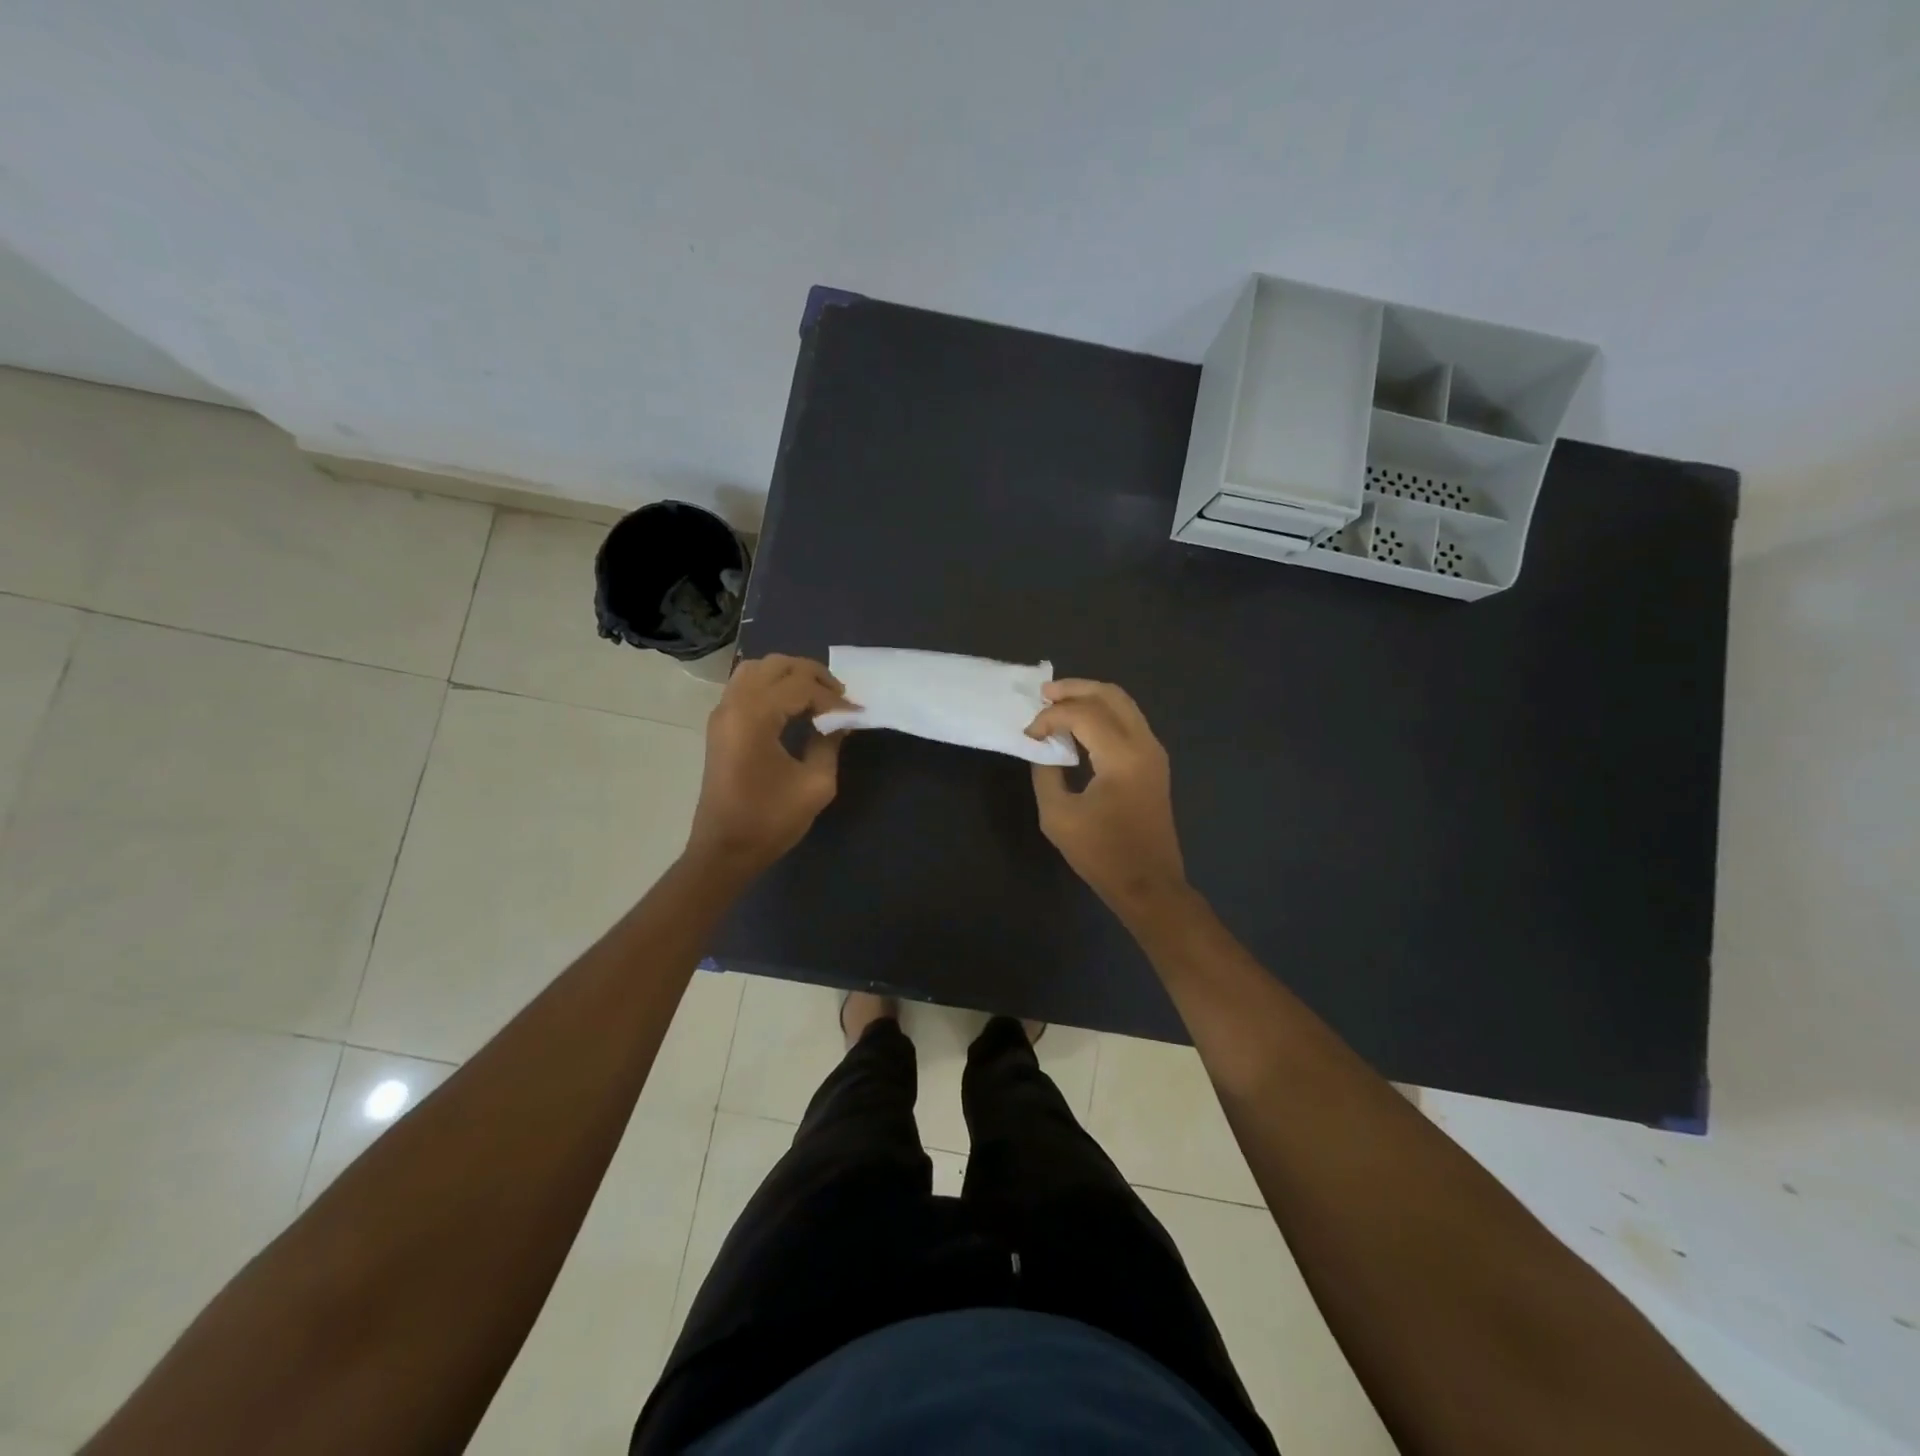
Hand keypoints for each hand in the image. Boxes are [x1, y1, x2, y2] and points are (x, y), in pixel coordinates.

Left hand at [687, 654, 852, 879]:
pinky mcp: (720, 725)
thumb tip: (840, 721)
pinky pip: (746, 685)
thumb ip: (829, 743)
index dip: (833, 697)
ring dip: (790, 675)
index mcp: (755, 716)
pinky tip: (793, 707)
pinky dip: (772, 685)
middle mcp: (734, 704)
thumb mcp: (815, 784)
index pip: (801, 685)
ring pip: (758, 669)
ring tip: (817, 697)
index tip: (855, 713)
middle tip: (839, 698)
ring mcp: (722, 713)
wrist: (724, 850)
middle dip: (813, 675)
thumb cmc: (770, 820)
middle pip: (777, 665)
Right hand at [1026, 679, 1187, 918]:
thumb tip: (1042, 748)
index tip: (1028, 735)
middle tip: (1043, 694)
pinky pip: (1128, 722)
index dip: (1051, 717)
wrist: (1149, 884)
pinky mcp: (1154, 763)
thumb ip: (1046, 773)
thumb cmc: (1101, 854)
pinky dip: (1103, 715)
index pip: (1083, 714)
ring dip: (1090, 699)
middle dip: (1075, 689)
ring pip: (1123, 705)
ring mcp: (1154, 752)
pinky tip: (1079, 726)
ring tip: (1058, 704)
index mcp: (1122, 756)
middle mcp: (1144, 744)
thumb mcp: (1058, 815)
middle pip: (1110, 695)